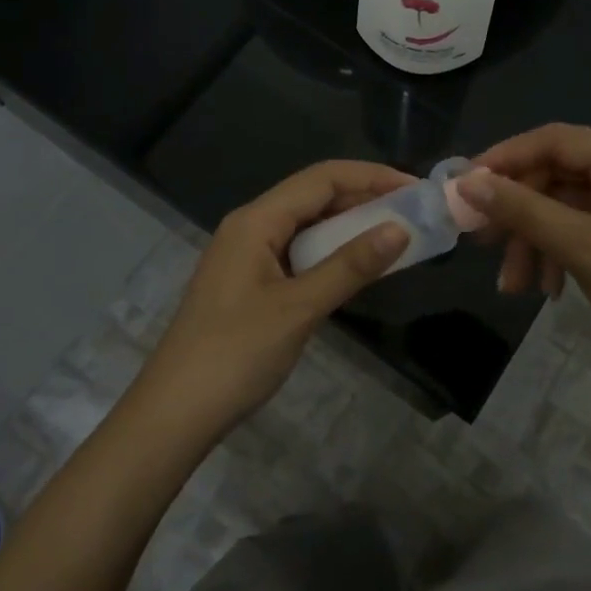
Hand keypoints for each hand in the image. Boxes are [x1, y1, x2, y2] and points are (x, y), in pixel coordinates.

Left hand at [131, 161, 413, 445]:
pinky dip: (331, 253)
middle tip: (413, 212)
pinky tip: (356, 267)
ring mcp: (248, 255)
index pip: (321, 178)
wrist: (175, 413)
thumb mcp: (299, 308)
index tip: (415, 188)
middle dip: (364, 198)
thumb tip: (400, 229)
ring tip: (395, 235)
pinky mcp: (250, 283)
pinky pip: (298, 252)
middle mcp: (250, 227)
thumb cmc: (235, 354)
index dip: (371, 177)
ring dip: (350, 226)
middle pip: (314, 196)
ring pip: (307, 225)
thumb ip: (350, 266)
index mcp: (256, 220)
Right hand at [463, 124, 590, 385]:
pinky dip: (562, 252)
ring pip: (569, 207)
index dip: (504, 159)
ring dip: (537, 241)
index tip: (464, 187)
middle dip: (520, 213)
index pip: (554, 140)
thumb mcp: (582, 249)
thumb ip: (523, 210)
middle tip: (483, 243)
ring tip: (514, 286)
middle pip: (559, 175)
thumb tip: (467, 183)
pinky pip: (589, 229)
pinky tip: (549, 289)